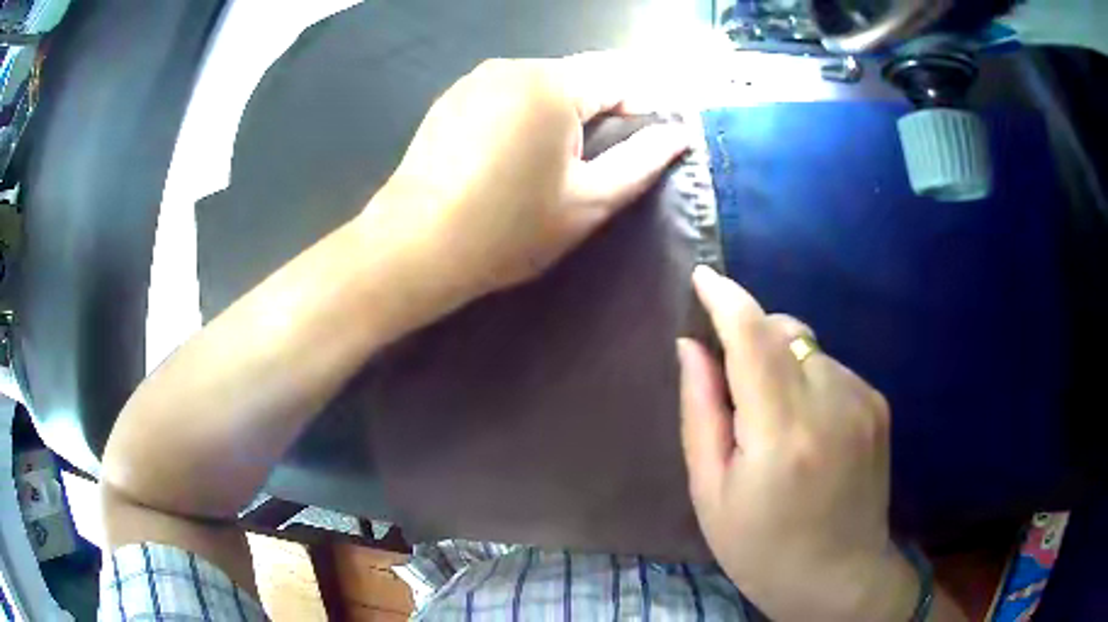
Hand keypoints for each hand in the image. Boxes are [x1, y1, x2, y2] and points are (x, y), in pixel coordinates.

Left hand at [360, 52, 688, 313]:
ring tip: (553, 162)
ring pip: (541, 84)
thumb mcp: (589, 201)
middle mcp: (512, 66)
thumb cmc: (508, 229)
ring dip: (561, 113)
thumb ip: (642, 161)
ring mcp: (475, 79)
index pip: (620, 76)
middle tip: (598, 162)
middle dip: (600, 110)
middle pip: (579, 76)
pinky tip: (512, 155)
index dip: (643, 107)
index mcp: (553, 84)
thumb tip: (679, 135)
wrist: (414, 246)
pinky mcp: (450, 98)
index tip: (646, 145)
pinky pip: (506, 94)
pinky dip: (524, 115)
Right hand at [678, 266, 918, 620]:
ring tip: (775, 421)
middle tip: (734, 387)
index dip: (726, 299)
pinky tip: (808, 428)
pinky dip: (807, 379)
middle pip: (784, 331)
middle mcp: (832, 403)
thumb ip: (701, 412)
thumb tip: (691, 347)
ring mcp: (863, 400)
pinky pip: (831, 367)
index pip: (753, 339)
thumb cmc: (762, 548)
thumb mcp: (712, 492)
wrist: (840, 576)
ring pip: (808, 347)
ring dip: (780, 363)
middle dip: (751, 336)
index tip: (703, 276)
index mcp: (783, 434)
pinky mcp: (877, 404)